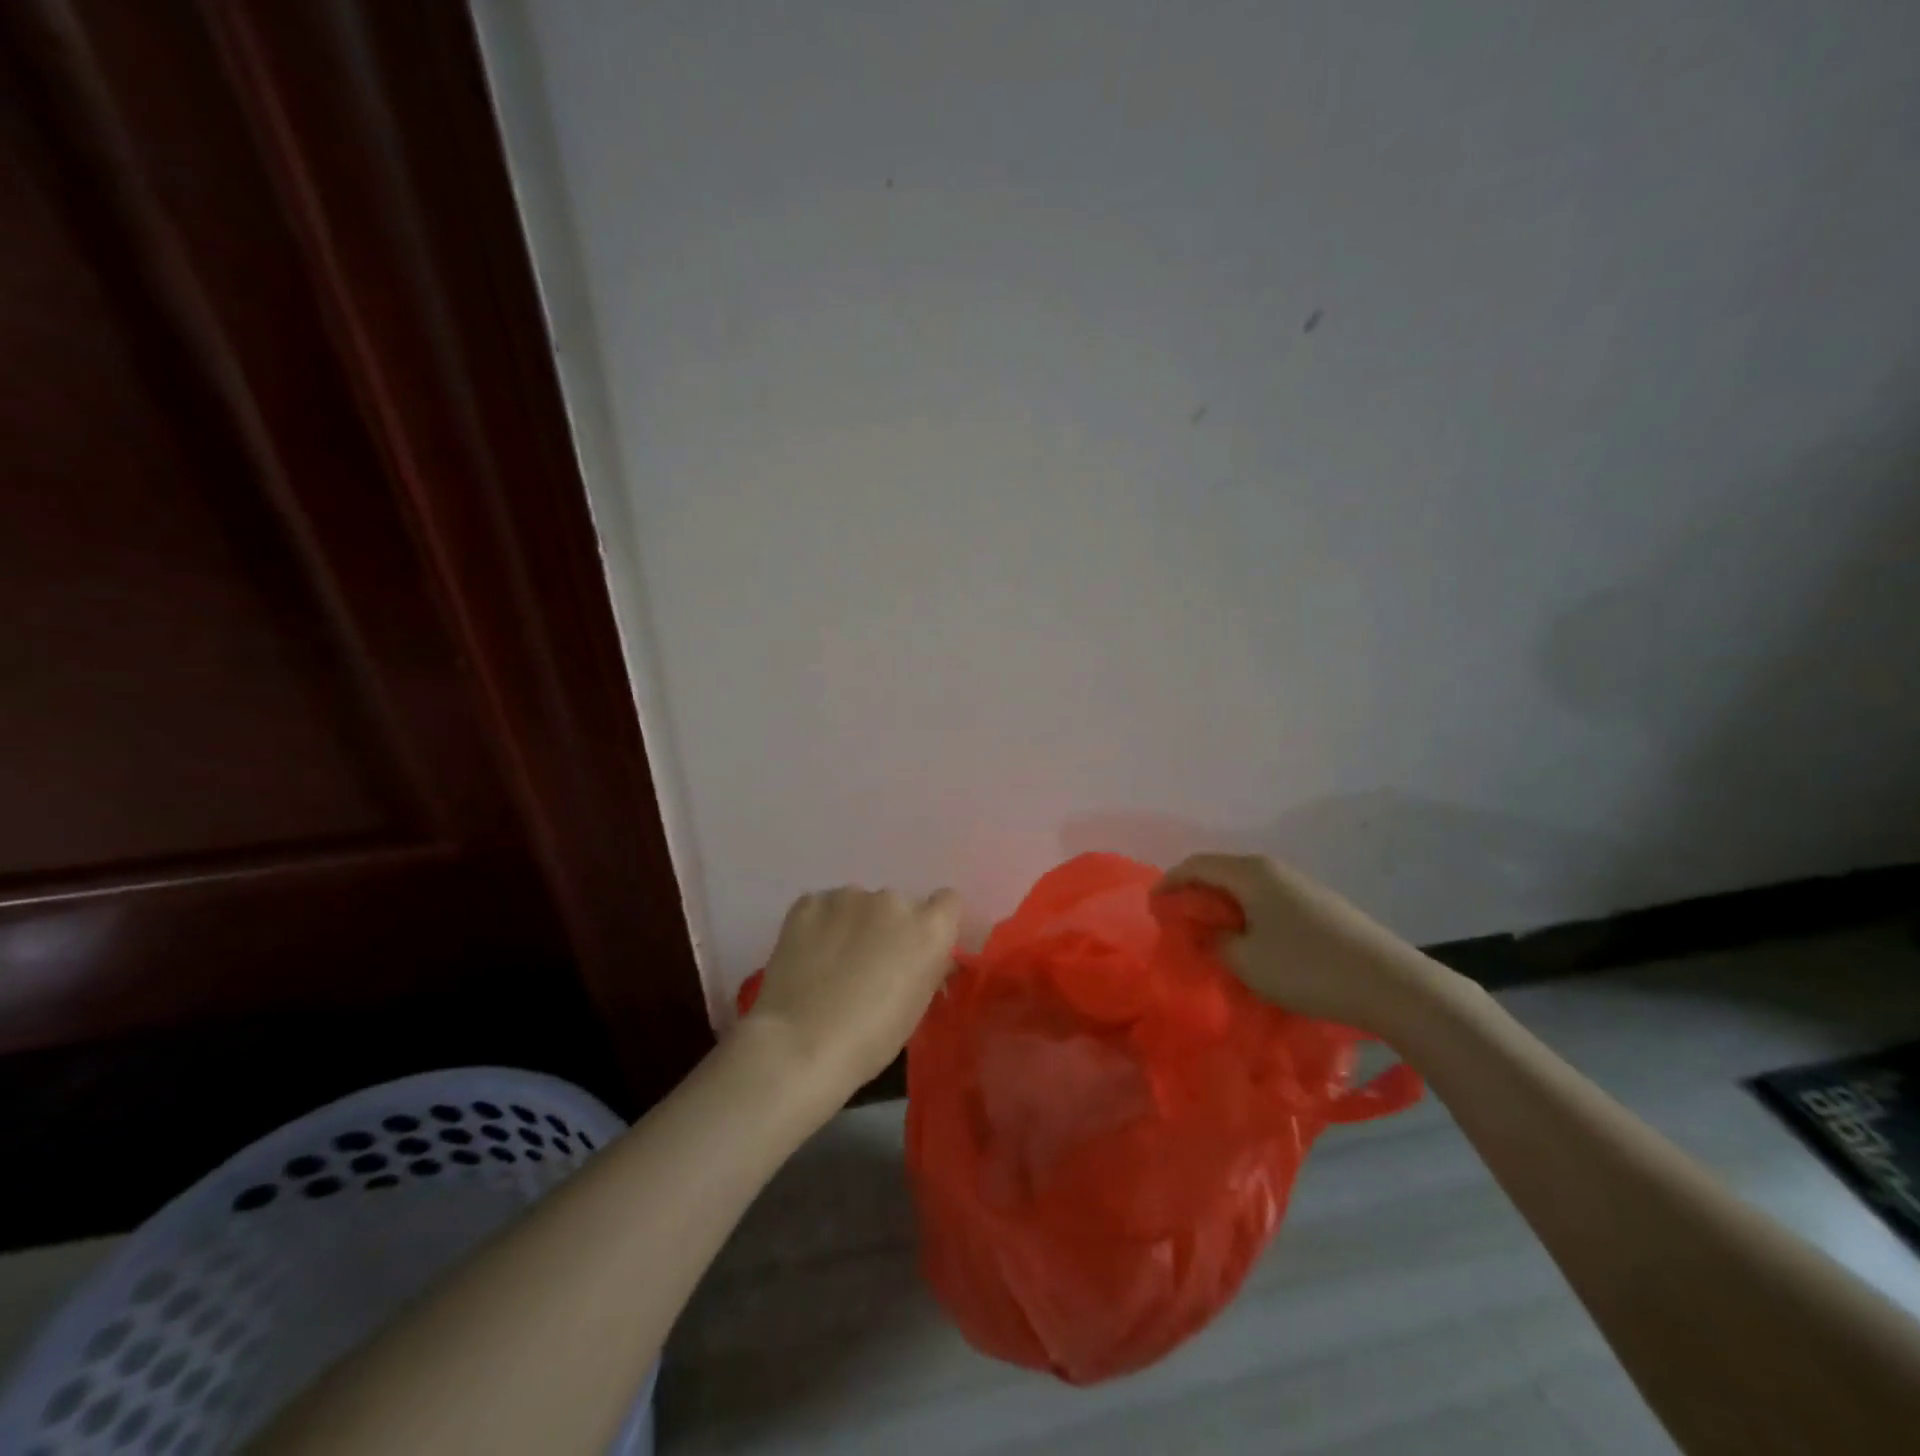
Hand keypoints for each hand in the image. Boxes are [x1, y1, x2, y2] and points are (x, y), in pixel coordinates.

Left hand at [743, 886, 961, 1094]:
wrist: (801, 1044)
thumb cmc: (871, 1038)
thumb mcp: (918, 1006)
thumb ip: (929, 967)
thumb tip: (929, 956)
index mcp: (929, 927)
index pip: (947, 902)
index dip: (932, 924)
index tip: (916, 949)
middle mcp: (893, 900)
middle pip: (898, 904)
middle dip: (887, 927)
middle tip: (868, 962)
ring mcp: (848, 896)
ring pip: (858, 903)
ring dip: (852, 923)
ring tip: (831, 962)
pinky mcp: (809, 902)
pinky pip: (822, 907)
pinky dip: (819, 925)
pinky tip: (807, 955)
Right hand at [1160, 853, 1456, 1035]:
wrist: (1391, 984)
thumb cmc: (1307, 969)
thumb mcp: (1245, 961)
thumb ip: (1213, 941)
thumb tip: (1204, 931)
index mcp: (1250, 873)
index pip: (1195, 865)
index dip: (1169, 884)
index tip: (1153, 910)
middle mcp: (1274, 869)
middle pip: (1220, 871)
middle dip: (1194, 894)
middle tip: (1179, 923)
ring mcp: (1301, 884)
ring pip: (1246, 887)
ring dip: (1222, 906)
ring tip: (1212, 936)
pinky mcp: (1320, 905)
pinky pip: (1268, 900)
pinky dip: (1247, 914)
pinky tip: (1252, 942)